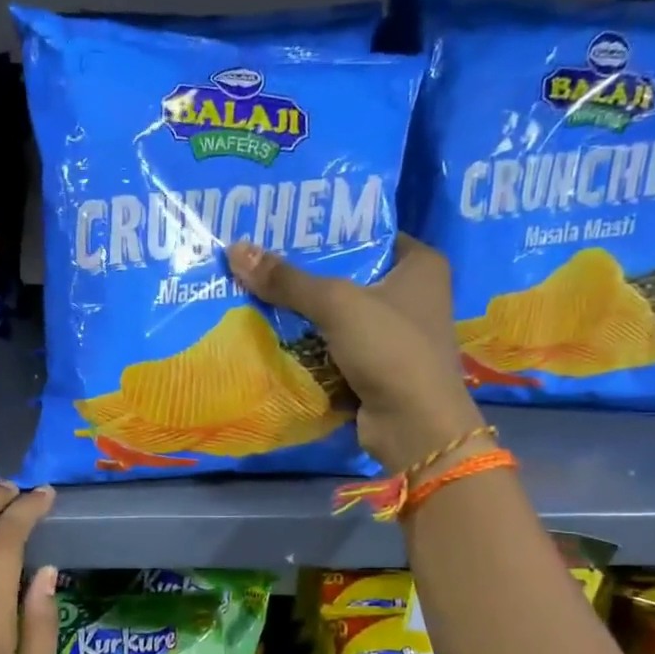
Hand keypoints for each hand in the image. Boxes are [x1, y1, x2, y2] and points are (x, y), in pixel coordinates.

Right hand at [227, 235, 483, 469]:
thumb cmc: (389, 349)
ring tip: (254, 290)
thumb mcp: (336, 304)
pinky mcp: (375, 367)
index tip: (283, 228)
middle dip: (306, 272)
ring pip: (337, 313)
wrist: (413, 425)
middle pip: (347, 274)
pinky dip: (308, 344)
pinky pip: (333, 345)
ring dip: (302, 311)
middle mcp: (411, 294)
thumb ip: (287, 280)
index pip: (368, 233)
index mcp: (419, 265)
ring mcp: (393, 334)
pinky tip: (271, 332)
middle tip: (258, 258)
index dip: (328, 231)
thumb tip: (234, 249)